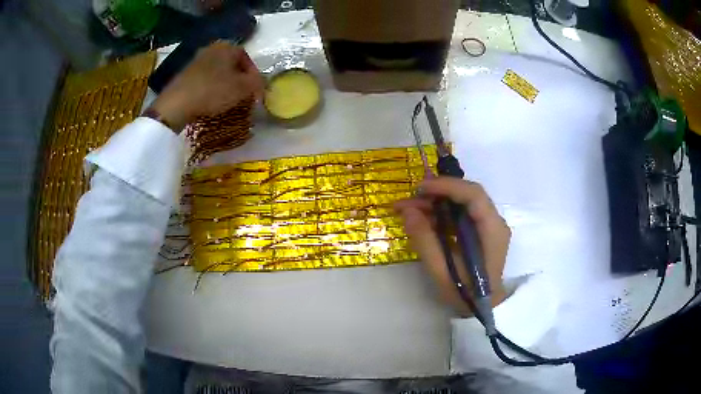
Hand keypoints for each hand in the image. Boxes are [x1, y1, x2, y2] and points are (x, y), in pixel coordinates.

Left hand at [150, 41, 263, 131]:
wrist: (177, 103)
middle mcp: (212, 48)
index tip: (254, 91)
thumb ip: (257, 83)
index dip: (253, 75)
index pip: (247, 58)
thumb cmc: (213, 91)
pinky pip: (205, 78)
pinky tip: (210, 100)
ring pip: (218, 71)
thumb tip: (261, 83)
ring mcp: (196, 60)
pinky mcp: (185, 73)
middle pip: (232, 64)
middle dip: (239, 79)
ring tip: (227, 100)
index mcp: (227, 47)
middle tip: (242, 96)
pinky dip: (211, 87)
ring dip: (225, 84)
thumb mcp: (242, 88)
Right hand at [395, 177, 510, 316]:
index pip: (474, 195)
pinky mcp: (481, 230)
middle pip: (467, 194)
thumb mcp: (441, 272)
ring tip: (410, 208)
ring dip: (437, 202)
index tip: (420, 189)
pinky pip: (461, 212)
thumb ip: (425, 240)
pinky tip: (424, 218)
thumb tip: (407, 211)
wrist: (483, 307)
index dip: (447, 186)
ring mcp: (489, 225)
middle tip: (410, 199)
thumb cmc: (466, 294)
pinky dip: (442, 212)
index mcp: (492, 231)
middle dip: (438, 192)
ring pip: (462, 201)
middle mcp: (495, 222)